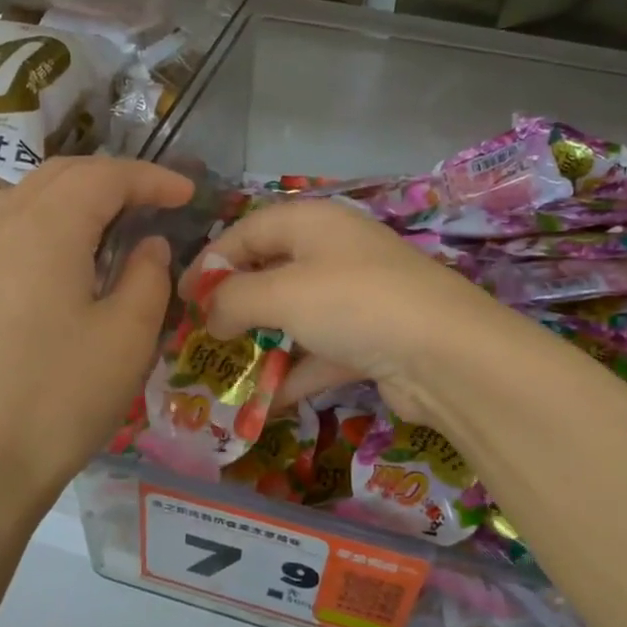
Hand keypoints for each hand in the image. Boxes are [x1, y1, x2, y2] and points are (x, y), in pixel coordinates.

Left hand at [0, 157, 193, 516]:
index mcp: (47, 227)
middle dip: (116, 178)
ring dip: (83, 194)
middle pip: (65, 173)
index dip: (152, 179)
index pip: (105, 177)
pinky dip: (56, 219)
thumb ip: (148, 275)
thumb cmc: (62, 396)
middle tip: (159, 201)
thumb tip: (150, 245)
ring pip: (36, 194)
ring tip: (123, 219)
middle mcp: (6, 224)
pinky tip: (78, 252)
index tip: (190, 194)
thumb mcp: (128, 335)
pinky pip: (18, 224)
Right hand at [188, 198, 514, 427]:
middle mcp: (335, 253)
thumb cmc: (353, 303)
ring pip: (295, 318)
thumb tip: (209, 315)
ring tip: (224, 372)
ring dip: (262, 345)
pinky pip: (320, 354)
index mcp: (313, 223)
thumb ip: (233, 300)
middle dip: (235, 306)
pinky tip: (264, 404)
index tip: (180, 297)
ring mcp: (357, 299)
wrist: (446, 355)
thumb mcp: (281, 293)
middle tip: (201, 335)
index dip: (210, 261)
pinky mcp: (371, 341)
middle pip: (271, 273)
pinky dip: (294, 376)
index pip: (247, 231)